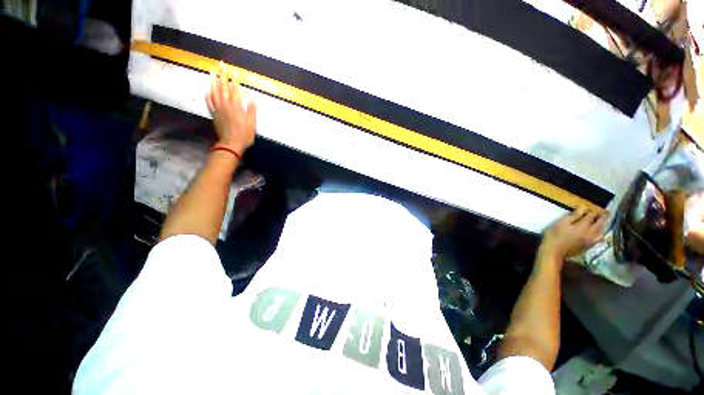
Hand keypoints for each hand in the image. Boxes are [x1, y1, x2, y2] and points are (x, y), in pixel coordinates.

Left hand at [206, 63, 256, 155]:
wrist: (230, 144)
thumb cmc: (244, 135)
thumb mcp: (252, 125)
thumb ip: (251, 111)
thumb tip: (252, 99)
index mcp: (236, 107)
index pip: (235, 90)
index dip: (234, 80)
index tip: (234, 70)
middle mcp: (226, 105)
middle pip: (223, 87)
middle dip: (223, 75)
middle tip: (221, 65)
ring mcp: (218, 109)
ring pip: (214, 92)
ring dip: (213, 81)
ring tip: (212, 72)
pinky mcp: (214, 114)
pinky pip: (209, 103)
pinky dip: (208, 95)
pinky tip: (207, 90)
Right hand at [538, 207, 607, 265]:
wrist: (554, 252)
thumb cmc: (554, 236)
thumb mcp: (561, 223)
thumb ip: (573, 216)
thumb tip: (583, 208)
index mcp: (583, 226)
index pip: (592, 216)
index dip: (593, 210)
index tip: (593, 207)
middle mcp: (590, 233)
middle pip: (600, 223)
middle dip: (602, 217)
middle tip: (605, 212)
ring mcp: (590, 241)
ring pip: (601, 232)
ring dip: (603, 226)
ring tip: (603, 222)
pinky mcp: (589, 246)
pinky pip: (599, 238)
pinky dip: (601, 233)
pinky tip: (599, 233)